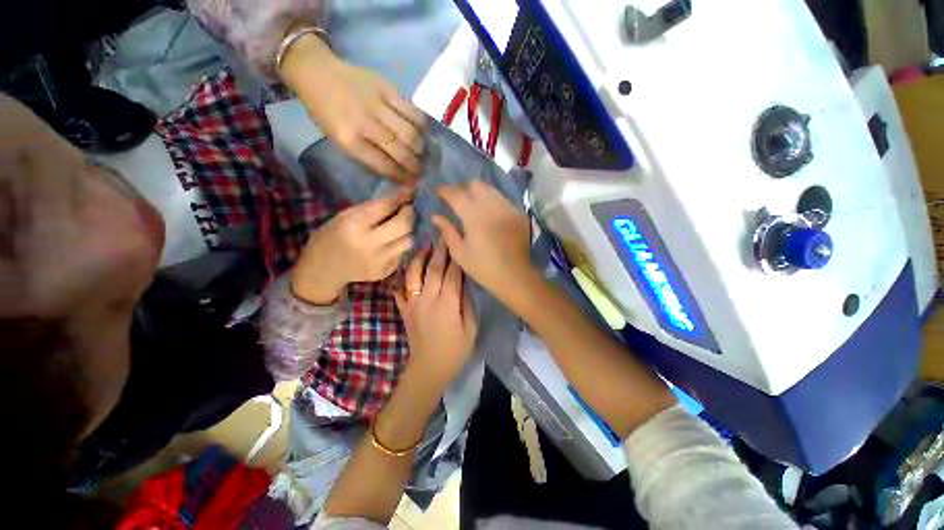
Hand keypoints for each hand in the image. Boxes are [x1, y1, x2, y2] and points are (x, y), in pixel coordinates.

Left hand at [281, 35, 425, 182]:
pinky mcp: (386, 87)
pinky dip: (420, 125)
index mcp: (349, 140)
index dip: (402, 177)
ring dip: (420, 147)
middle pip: (401, 151)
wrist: (318, 72)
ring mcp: (376, 104)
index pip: (385, 166)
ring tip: (421, 153)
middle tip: (421, 171)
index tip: (412, 182)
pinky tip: (421, 131)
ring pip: (409, 133)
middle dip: (415, 166)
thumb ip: (367, 155)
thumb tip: (396, 170)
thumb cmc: (326, 112)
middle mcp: (364, 123)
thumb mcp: (339, 140)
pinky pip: (412, 111)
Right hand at [291, 189, 414, 304]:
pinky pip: (401, 255)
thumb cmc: (331, 238)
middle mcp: (368, 245)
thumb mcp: (344, 217)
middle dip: (409, 215)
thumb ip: (371, 209)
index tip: (410, 192)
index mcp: (352, 226)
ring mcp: (378, 261)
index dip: (400, 198)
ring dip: (406, 232)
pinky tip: (389, 245)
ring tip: (400, 228)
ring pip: (408, 242)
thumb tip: (399, 198)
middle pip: (403, 226)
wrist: (323, 270)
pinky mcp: (384, 272)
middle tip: (408, 209)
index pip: (384, 207)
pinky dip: (398, 246)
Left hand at [393, 242, 477, 387]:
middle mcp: (428, 300)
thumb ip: (467, 302)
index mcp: (447, 305)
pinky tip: (405, 265)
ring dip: (419, 257)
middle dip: (439, 250)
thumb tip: (464, 281)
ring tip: (424, 244)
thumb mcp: (471, 328)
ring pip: (413, 275)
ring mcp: (413, 304)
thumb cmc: (455, 349)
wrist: (429, 368)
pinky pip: (399, 288)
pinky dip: (401, 275)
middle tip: (442, 234)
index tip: (458, 241)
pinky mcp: (404, 309)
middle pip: (433, 270)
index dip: (455, 257)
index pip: (452, 274)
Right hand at [433, 181, 533, 298]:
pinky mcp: (519, 213)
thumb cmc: (484, 267)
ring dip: (480, 195)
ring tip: (475, 207)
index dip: (445, 190)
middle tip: (459, 201)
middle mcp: (492, 206)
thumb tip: (436, 216)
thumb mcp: (460, 253)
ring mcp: (508, 208)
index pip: (456, 194)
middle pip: (476, 184)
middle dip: (464, 189)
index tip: (438, 192)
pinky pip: (503, 200)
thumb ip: (448, 231)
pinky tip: (492, 217)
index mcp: (474, 216)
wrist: (515, 276)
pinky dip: (493, 203)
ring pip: (491, 190)